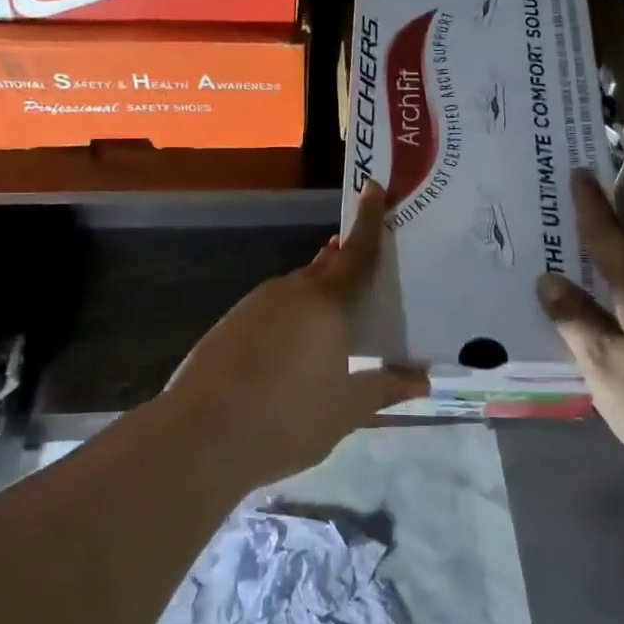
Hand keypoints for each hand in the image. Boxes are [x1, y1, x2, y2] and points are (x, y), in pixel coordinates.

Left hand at [163, 179, 428, 485]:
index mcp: (325, 302)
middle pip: (324, 268)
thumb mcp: (346, 408)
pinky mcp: (228, 328)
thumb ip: (384, 387)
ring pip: (295, 292)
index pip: (357, 252)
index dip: (369, 220)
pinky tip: (290, 355)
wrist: (200, 437)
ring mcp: (253, 307)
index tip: (373, 186)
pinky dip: (289, 321)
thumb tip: (422, 380)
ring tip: (333, 330)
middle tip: (367, 276)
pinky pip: (270, 312)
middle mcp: (289, 292)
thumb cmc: (287, 418)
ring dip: (316, 300)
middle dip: (344, 265)